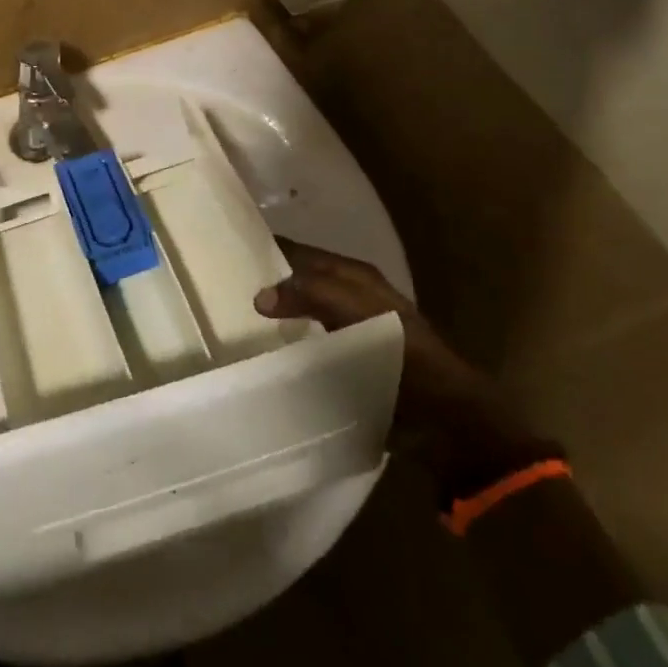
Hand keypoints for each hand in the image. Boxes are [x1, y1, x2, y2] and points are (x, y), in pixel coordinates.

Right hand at [256, 237, 556, 500]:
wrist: (442, 416)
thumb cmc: (400, 351)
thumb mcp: (353, 309)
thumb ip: (308, 292)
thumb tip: (259, 295)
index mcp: (354, 275)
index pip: (302, 252)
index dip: (270, 250)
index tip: (228, 254)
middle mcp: (352, 296)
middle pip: (300, 281)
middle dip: (269, 282)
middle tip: (225, 291)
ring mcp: (352, 330)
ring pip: (303, 312)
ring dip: (277, 314)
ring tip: (237, 322)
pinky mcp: (351, 363)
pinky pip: (310, 344)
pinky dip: (289, 343)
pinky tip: (267, 353)